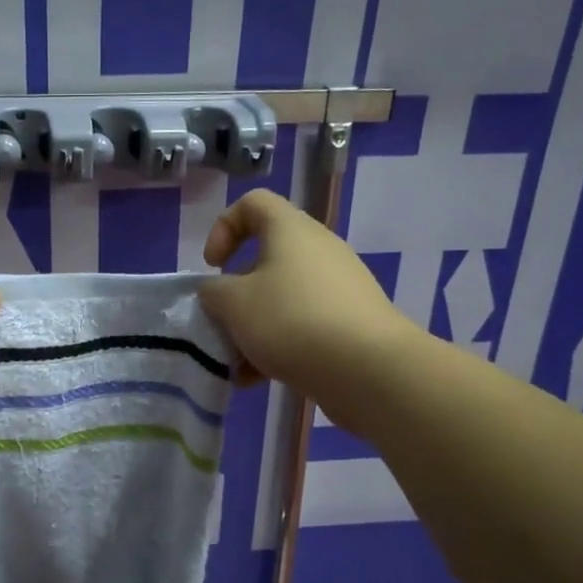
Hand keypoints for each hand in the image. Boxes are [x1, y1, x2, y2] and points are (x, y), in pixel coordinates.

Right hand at [198, 189, 412, 418]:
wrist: (369, 369)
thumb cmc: (291, 321)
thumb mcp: (233, 304)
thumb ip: (213, 292)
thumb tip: (217, 292)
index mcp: (290, 230)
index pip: (252, 203)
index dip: (223, 228)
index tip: (213, 267)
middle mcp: (318, 250)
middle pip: (265, 258)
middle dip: (236, 293)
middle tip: (222, 321)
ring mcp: (338, 287)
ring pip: (282, 297)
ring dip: (253, 326)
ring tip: (237, 363)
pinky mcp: (350, 321)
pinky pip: (303, 324)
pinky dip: (278, 345)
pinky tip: (259, 379)